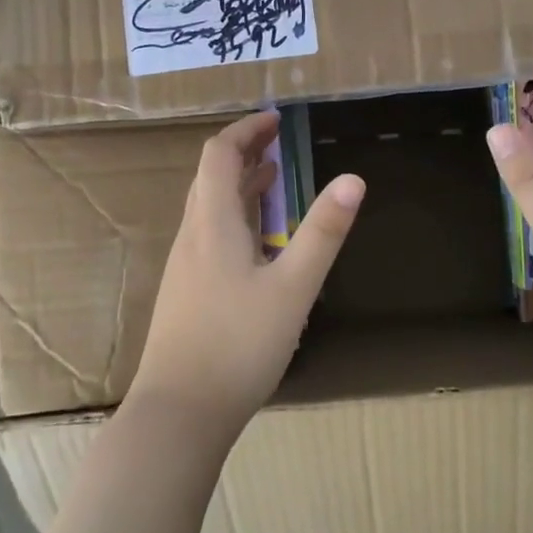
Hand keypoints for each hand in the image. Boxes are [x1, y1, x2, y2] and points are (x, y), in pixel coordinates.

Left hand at [131, 111, 365, 435]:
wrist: (179, 413)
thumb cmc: (239, 346)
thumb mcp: (294, 288)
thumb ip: (323, 232)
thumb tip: (353, 178)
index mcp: (212, 224)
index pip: (219, 155)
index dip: (246, 130)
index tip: (276, 119)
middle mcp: (192, 236)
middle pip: (211, 176)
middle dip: (244, 151)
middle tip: (279, 142)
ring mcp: (185, 266)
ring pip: (209, 207)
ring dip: (239, 185)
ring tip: (273, 179)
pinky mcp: (186, 292)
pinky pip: (210, 235)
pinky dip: (235, 217)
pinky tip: (258, 242)